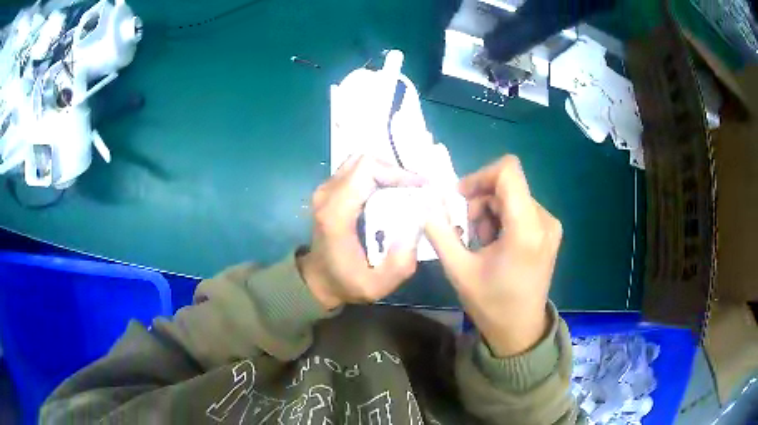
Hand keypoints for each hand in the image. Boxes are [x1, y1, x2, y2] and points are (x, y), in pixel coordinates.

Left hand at [297, 155, 425, 309]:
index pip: (367, 170)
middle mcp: (327, 194)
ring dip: (385, 171)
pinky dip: (376, 175)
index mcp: (336, 213)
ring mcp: (325, 189)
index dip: (397, 172)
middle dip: (394, 170)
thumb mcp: (380, 285)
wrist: (319, 280)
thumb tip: (420, 219)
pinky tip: (390, 191)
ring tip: (405, 189)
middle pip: (364, 160)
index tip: (421, 187)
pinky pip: (355, 170)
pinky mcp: (329, 190)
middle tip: (416, 188)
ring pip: (360, 162)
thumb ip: (403, 259)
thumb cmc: (348, 283)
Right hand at [424, 155, 562, 356]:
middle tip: (467, 231)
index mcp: (525, 229)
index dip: (480, 176)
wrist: (520, 329)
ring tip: (481, 243)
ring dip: (490, 212)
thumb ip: (440, 233)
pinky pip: (521, 208)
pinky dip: (503, 218)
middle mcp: (544, 220)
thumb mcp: (458, 270)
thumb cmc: (491, 304)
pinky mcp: (549, 232)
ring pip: (513, 196)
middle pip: (507, 185)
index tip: (461, 197)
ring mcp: (550, 225)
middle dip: (481, 201)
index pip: (508, 171)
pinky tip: (495, 244)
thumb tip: (426, 205)